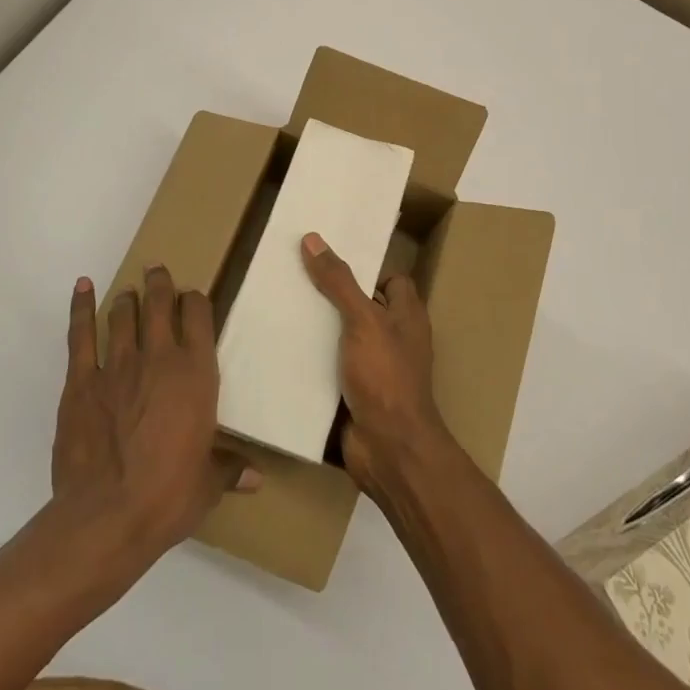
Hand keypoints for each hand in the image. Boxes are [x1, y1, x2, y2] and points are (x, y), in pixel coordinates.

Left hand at [52, 267, 259, 563]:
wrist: (107, 516)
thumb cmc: (168, 496)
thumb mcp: (207, 484)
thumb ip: (228, 469)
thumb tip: (256, 478)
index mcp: (196, 374)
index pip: (198, 316)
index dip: (195, 301)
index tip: (192, 298)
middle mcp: (159, 358)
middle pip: (159, 304)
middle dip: (160, 283)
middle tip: (158, 271)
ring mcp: (117, 366)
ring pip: (123, 315)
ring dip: (128, 298)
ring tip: (130, 292)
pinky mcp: (81, 382)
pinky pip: (81, 335)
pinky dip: (81, 308)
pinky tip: (83, 288)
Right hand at [299, 232, 450, 491]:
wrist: (388, 450)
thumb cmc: (385, 376)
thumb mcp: (362, 320)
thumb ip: (339, 281)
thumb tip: (313, 239)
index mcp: (407, 316)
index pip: (391, 280)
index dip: (366, 269)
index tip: (330, 259)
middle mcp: (394, 339)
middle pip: (362, 307)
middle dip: (333, 296)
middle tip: (295, 279)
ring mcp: (375, 369)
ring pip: (343, 338)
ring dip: (318, 330)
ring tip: (281, 309)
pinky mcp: (355, 394)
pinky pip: (331, 368)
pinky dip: (312, 361)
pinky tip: (283, 349)